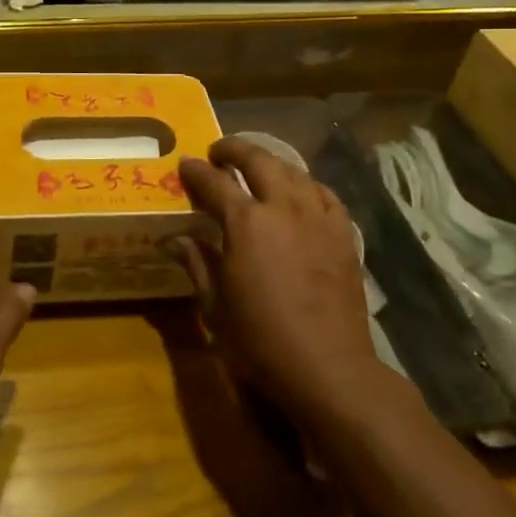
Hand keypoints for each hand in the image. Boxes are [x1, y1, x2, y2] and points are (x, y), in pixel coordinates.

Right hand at [171, 138, 377, 420]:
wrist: (329, 367)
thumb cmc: (261, 340)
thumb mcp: (215, 305)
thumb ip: (196, 262)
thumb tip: (172, 239)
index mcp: (246, 223)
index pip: (214, 182)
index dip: (196, 171)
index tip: (185, 164)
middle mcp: (283, 208)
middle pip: (259, 160)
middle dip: (235, 149)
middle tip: (219, 153)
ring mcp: (318, 217)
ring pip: (293, 171)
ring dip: (269, 162)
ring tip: (256, 167)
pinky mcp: (343, 233)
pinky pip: (323, 193)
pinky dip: (305, 185)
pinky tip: (299, 192)